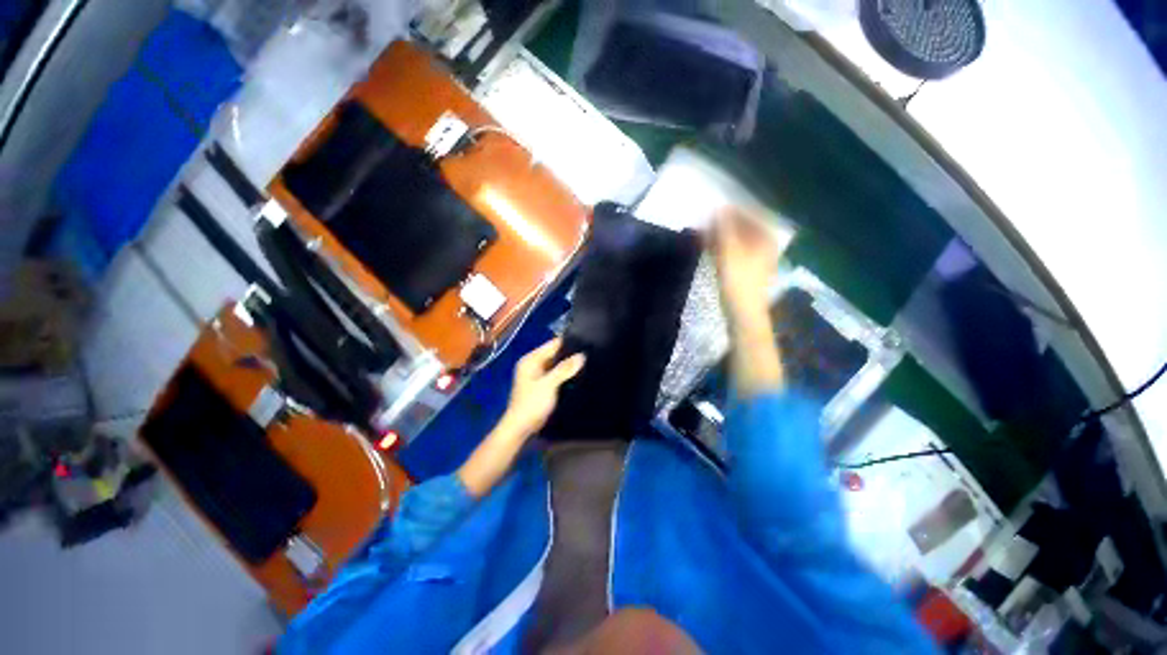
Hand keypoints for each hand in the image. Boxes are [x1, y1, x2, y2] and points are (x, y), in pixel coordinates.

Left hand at [499, 338, 585, 440]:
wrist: (521, 427)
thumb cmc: (532, 403)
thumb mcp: (549, 384)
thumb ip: (564, 369)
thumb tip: (582, 355)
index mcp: (531, 359)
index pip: (552, 344)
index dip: (568, 343)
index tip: (587, 341)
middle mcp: (533, 364)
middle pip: (555, 354)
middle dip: (570, 354)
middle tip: (591, 353)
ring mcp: (537, 374)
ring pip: (556, 365)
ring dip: (568, 365)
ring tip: (588, 362)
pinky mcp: (542, 384)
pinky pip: (556, 374)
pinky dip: (564, 374)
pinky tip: (578, 374)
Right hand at [710, 207, 779, 327]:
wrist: (743, 313)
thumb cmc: (739, 282)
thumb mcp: (730, 252)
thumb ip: (724, 228)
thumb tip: (718, 207)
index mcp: (766, 237)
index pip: (752, 213)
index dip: (734, 207)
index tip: (715, 204)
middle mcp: (764, 244)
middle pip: (744, 226)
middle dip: (725, 221)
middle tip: (706, 218)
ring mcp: (755, 257)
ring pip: (737, 239)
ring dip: (721, 234)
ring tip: (703, 230)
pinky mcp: (745, 268)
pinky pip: (733, 250)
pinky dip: (721, 246)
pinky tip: (707, 245)